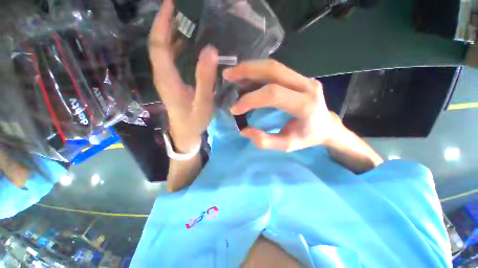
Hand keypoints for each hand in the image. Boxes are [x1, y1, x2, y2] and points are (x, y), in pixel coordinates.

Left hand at [149, 0, 217, 151]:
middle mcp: (162, 75)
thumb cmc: (194, 121)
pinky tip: (187, 43)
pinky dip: (176, 46)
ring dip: (171, 33)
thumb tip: (210, 50)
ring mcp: (166, 78)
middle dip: (166, 23)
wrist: (185, 133)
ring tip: (185, 20)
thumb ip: (205, 79)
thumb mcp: (203, 102)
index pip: (159, 45)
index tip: (171, 4)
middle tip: (180, 8)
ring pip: (163, 50)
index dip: (163, 23)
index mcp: (167, 79)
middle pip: (158, 44)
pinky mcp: (171, 82)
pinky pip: (170, 59)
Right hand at [224, 60, 340, 151]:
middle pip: (273, 70)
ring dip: (250, 68)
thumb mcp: (287, 145)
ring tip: (233, 75)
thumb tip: (244, 130)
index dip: (250, 100)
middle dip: (247, 71)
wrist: (327, 126)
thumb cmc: (308, 137)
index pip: (273, 94)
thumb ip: (265, 141)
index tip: (235, 109)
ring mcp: (305, 78)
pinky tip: (246, 78)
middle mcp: (307, 86)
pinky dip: (257, 72)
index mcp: (305, 105)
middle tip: (228, 76)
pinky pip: (276, 70)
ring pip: (274, 66)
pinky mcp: (300, 77)